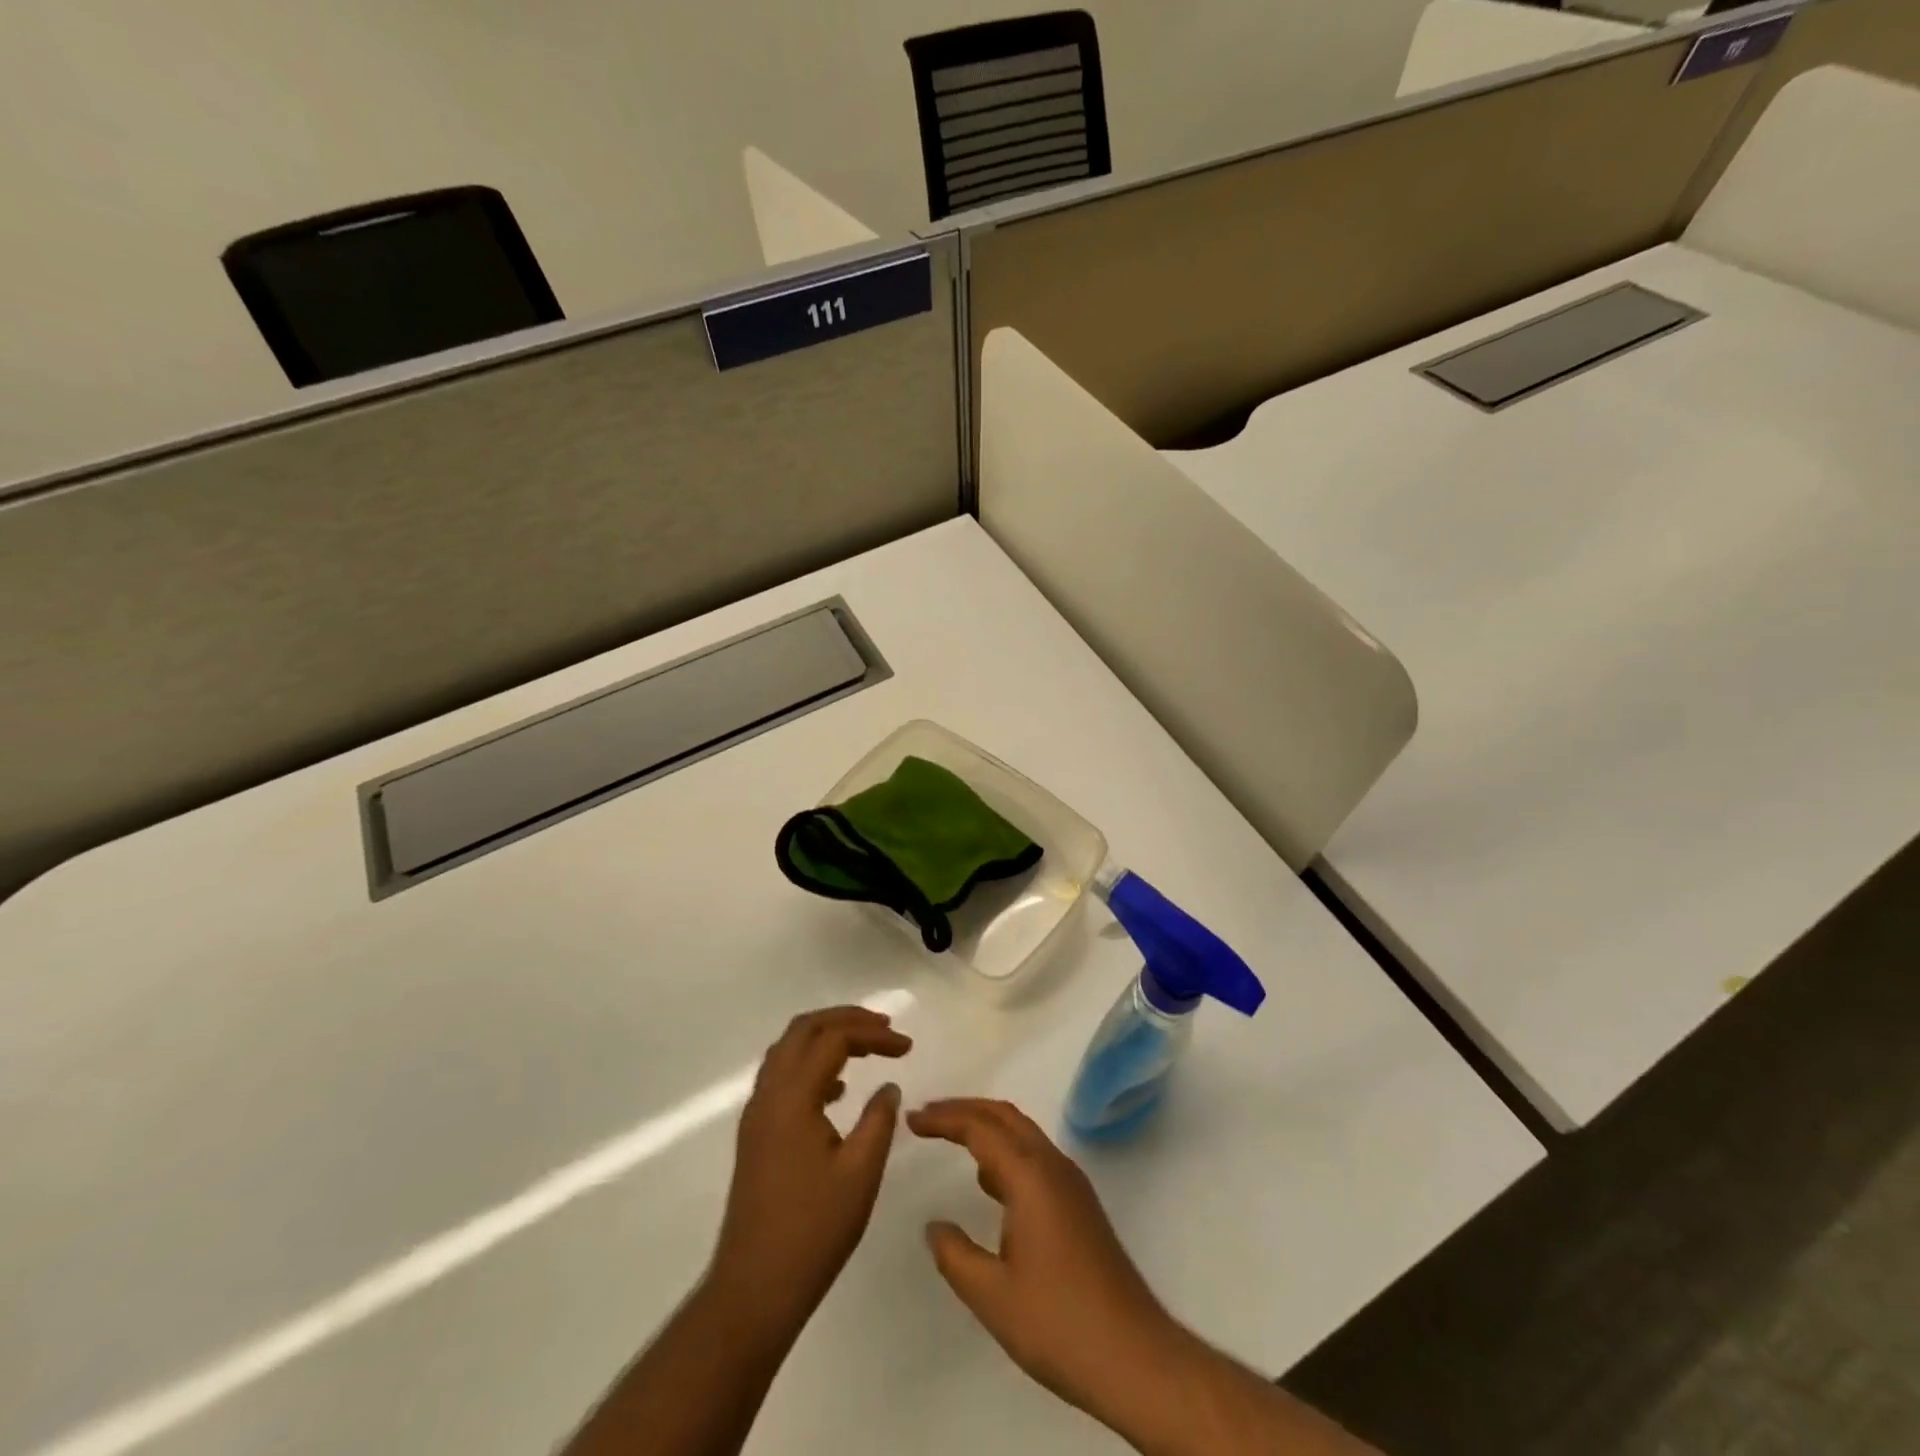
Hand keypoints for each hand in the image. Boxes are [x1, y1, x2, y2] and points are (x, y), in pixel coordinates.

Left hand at [710, 1007, 910, 1329]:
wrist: (754, 1288)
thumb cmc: (813, 1230)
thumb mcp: (860, 1174)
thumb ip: (878, 1120)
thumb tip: (888, 1086)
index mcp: (793, 1097)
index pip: (833, 1039)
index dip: (873, 1034)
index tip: (907, 1047)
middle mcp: (768, 1094)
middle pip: (804, 1029)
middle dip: (845, 1019)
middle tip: (884, 1028)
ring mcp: (757, 1113)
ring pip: (789, 1049)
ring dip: (826, 1037)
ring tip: (865, 1047)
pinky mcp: (755, 1133)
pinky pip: (782, 1075)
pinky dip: (811, 1064)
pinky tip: (838, 1089)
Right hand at [908, 1098, 1182, 1422]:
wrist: (1134, 1356)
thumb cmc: (1058, 1323)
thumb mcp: (992, 1296)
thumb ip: (955, 1255)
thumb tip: (935, 1226)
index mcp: (1030, 1176)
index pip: (980, 1127)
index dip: (943, 1118)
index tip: (911, 1119)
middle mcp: (1053, 1166)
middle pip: (1004, 1116)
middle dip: (964, 1109)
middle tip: (927, 1116)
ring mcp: (1071, 1183)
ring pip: (1023, 1133)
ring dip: (986, 1127)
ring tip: (951, 1138)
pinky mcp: (1080, 1204)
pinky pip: (1035, 1156)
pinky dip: (1006, 1150)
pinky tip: (990, 1182)